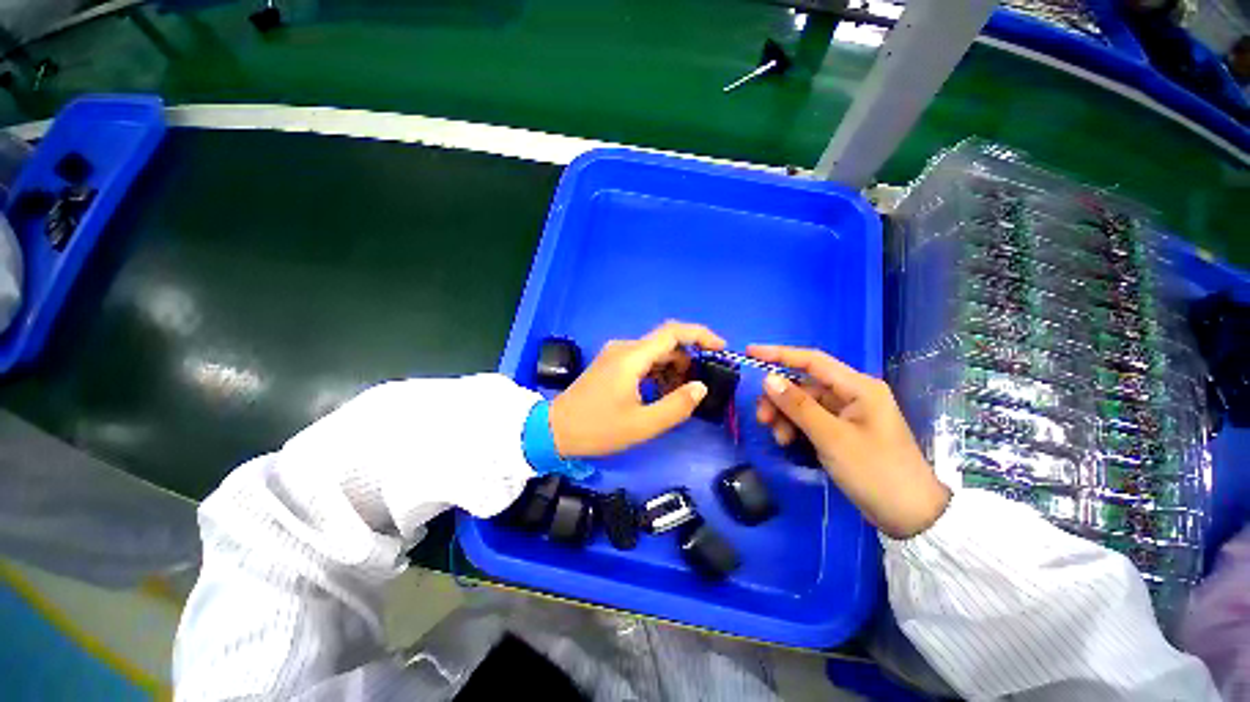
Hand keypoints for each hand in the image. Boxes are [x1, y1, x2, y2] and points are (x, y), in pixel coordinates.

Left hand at [549, 321, 725, 457]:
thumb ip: (677, 405)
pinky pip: (642, 361)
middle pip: (665, 343)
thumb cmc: (598, 429)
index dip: (700, 335)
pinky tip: (661, 393)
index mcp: (632, 357)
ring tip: (680, 395)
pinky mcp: (611, 364)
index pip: (673, 332)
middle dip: (688, 360)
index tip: (721, 348)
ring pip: (654, 353)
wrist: (555, 430)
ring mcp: (616, 355)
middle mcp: (624, 348)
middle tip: (699, 386)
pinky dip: (658, 373)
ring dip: (672, 369)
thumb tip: (701, 387)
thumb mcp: (643, 424)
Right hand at [748, 345, 950, 538]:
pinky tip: (788, 442)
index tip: (750, 352)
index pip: (812, 360)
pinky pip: (809, 419)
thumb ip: (798, 406)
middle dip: (779, 398)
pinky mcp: (841, 429)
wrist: (910, 517)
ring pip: (803, 403)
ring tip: (778, 438)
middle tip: (761, 418)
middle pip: (803, 385)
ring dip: (785, 416)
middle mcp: (852, 394)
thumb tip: (768, 378)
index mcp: (858, 387)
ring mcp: (847, 413)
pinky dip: (795, 427)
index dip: (779, 354)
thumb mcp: (832, 438)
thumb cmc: (876, 472)